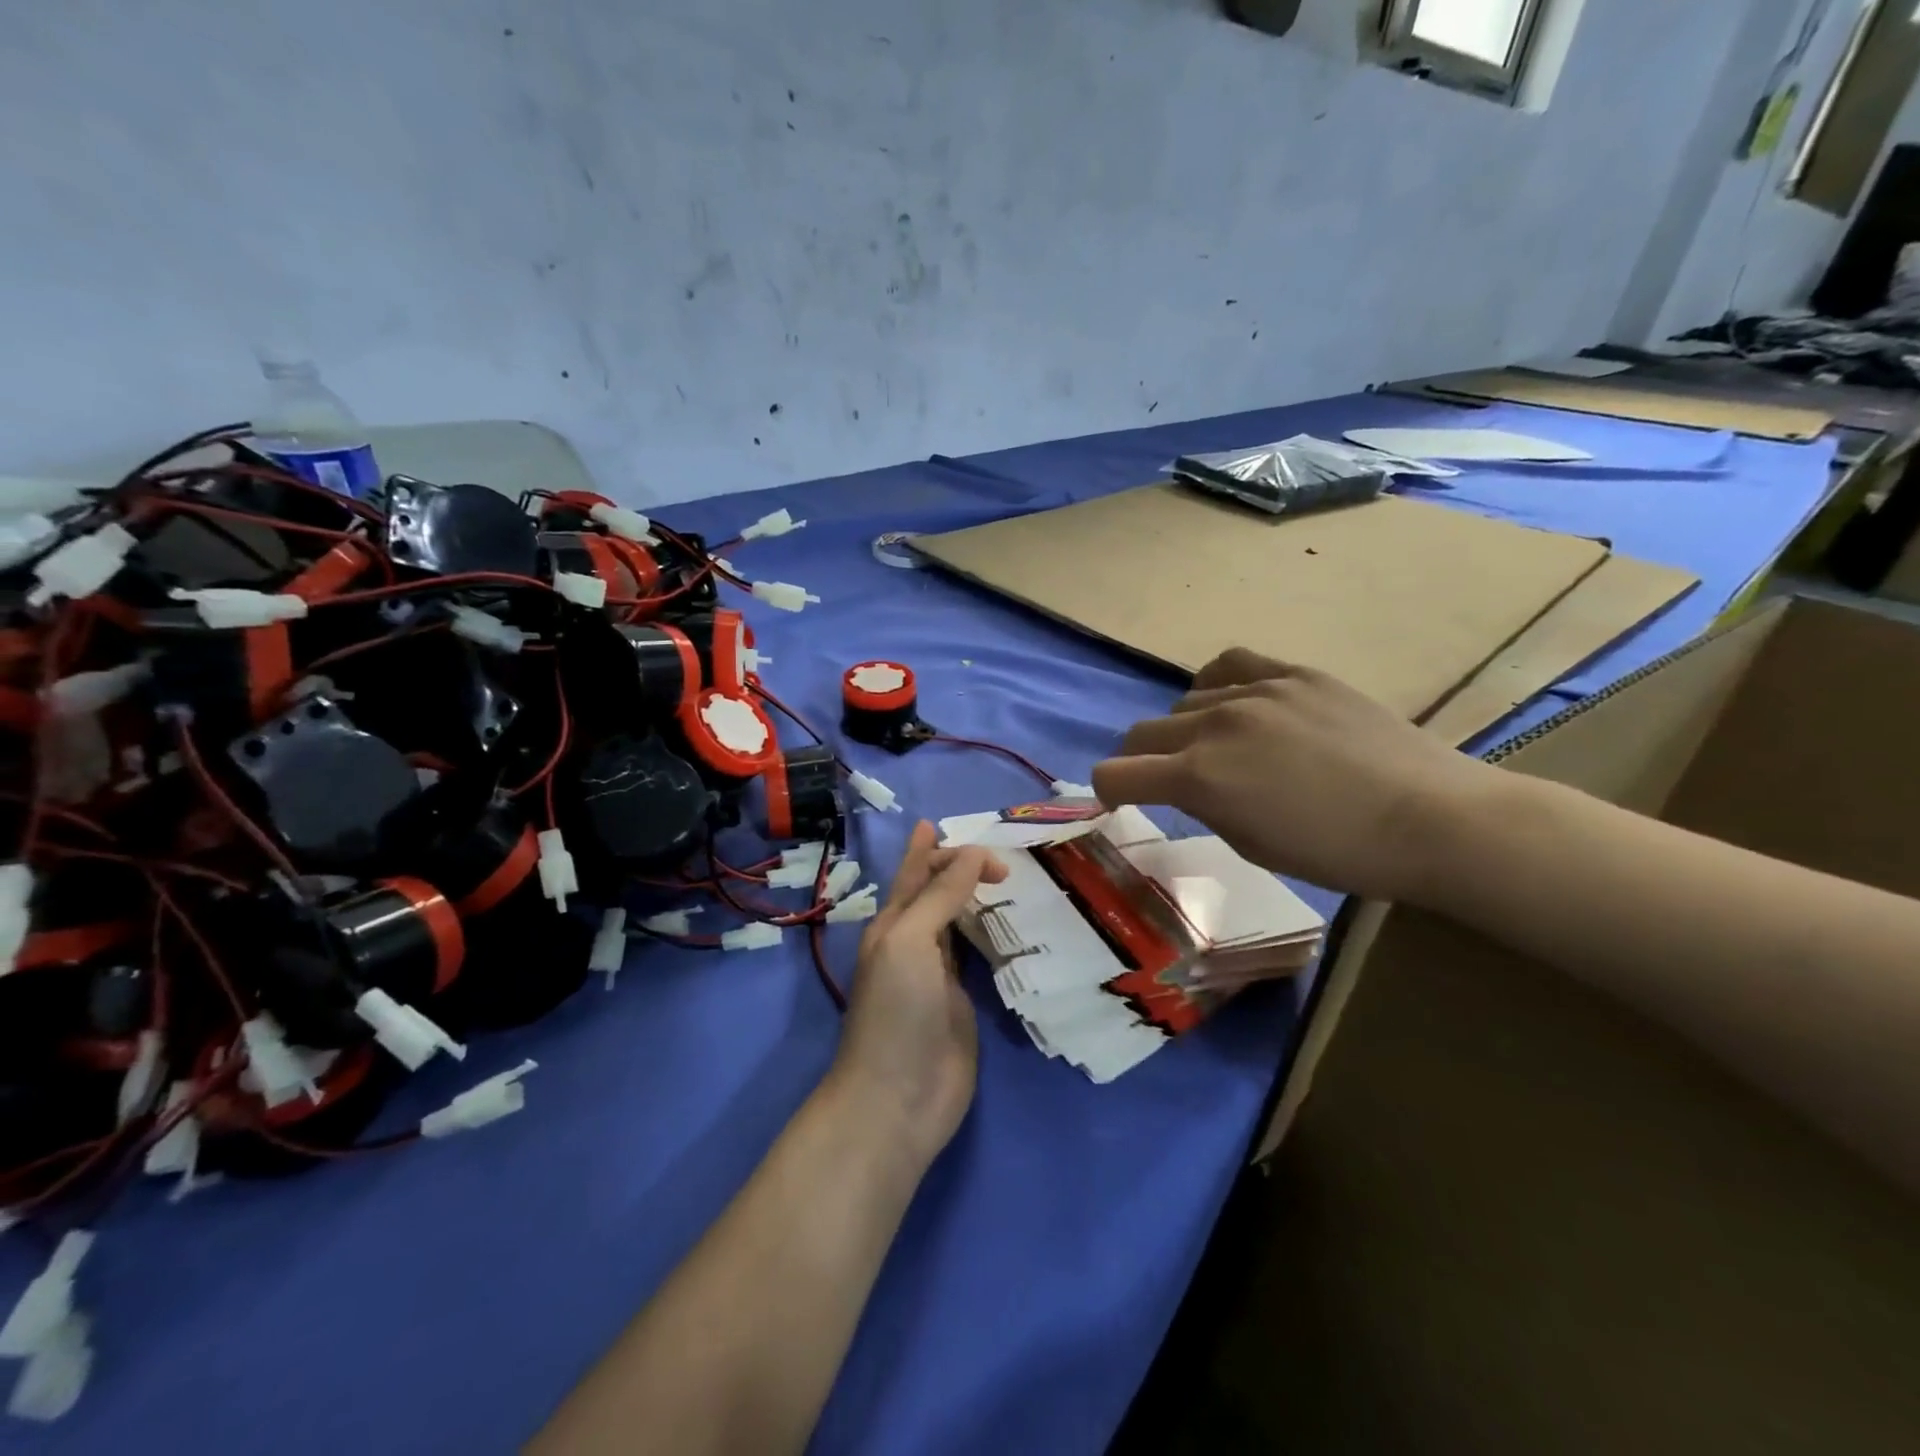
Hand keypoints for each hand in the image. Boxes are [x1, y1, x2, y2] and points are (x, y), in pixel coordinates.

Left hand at [827, 822, 1006, 1167]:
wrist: (899, 1097)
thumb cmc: (897, 1011)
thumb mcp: (911, 941)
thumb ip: (940, 895)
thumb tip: (971, 853)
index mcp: (894, 922)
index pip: (917, 871)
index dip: (939, 849)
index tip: (982, 842)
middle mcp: (915, 941)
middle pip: (938, 892)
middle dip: (960, 867)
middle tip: (1002, 856)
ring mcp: (939, 973)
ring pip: (959, 921)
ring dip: (977, 898)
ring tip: (1007, 878)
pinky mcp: (963, 1001)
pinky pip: (978, 956)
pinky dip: (992, 935)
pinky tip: (1011, 925)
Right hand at [1092, 653, 1490, 900]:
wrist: (1430, 817)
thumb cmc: (1337, 853)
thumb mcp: (1251, 845)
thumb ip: (1204, 806)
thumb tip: (1186, 784)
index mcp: (1199, 778)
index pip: (1115, 774)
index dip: (1109, 792)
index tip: (1123, 802)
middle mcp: (1215, 724)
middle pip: (1142, 732)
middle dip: (1142, 760)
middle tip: (1170, 781)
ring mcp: (1256, 690)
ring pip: (1185, 701)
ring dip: (1185, 728)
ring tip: (1219, 746)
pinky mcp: (1294, 672)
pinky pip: (1230, 664)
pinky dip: (1217, 685)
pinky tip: (1235, 702)